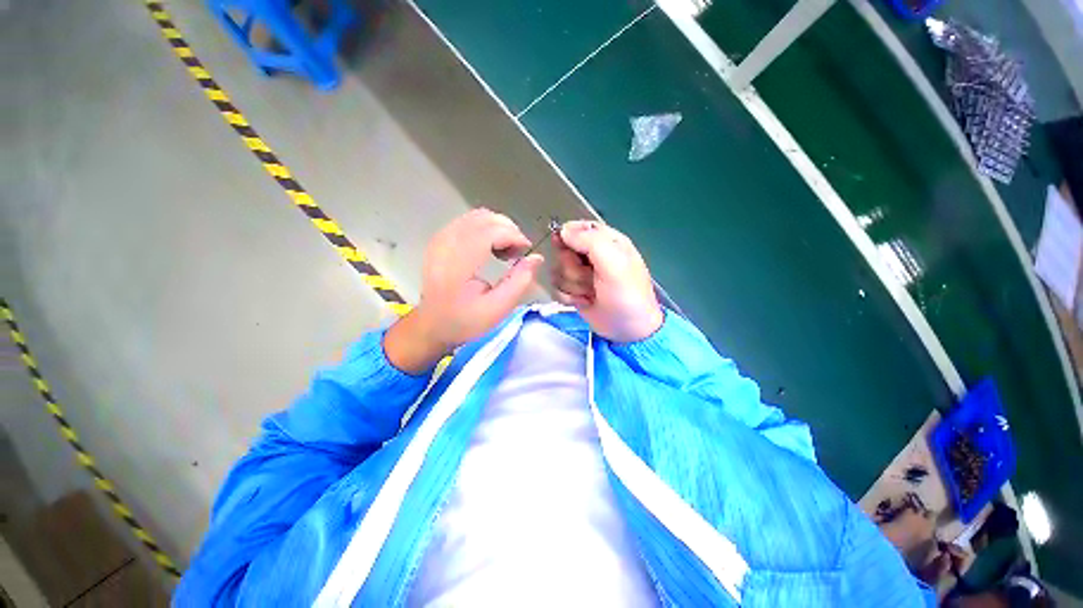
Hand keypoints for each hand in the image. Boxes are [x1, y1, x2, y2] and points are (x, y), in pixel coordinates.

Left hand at [384, 209, 542, 373]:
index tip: (526, 251)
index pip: (490, 231)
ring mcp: (441, 238)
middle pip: (485, 218)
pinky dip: (487, 228)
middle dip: (509, 230)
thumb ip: (520, 282)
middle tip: (518, 252)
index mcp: (458, 263)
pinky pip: (468, 221)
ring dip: (499, 227)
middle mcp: (446, 244)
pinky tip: (492, 247)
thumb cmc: (465, 320)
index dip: (514, 236)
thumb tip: (537, 258)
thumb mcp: (498, 309)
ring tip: (506, 250)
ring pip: (477, 216)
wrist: (431, 325)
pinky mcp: (440, 239)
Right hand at [551, 220, 662, 341]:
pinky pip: (557, 287)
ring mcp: (582, 275)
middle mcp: (592, 255)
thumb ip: (589, 241)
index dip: (569, 237)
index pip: (578, 228)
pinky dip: (568, 297)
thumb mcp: (613, 263)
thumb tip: (563, 230)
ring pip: (558, 270)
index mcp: (607, 241)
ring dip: (572, 285)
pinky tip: (583, 302)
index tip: (568, 249)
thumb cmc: (626, 294)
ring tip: (590, 293)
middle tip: (589, 278)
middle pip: (564, 250)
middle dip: (573, 267)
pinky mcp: (574, 291)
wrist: (628, 330)